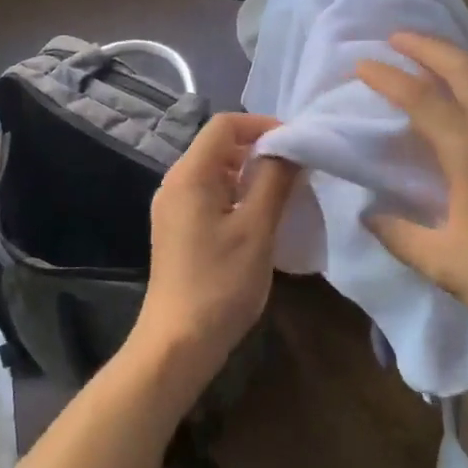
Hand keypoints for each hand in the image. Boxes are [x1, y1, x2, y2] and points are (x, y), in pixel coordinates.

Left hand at [136, 113, 297, 385]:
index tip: (295, 144)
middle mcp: (175, 182)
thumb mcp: (257, 228)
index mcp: (190, 174)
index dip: (262, 125)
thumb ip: (275, 180)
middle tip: (295, 168)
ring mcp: (172, 206)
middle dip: (258, 148)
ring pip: (215, 170)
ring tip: (283, 192)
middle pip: (218, 145)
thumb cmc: (220, 283)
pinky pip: (208, 193)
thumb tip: (291, 147)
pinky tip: (258, 217)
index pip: (225, 124)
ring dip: (249, 172)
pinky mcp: (176, 228)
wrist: (177, 343)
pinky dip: (235, 193)